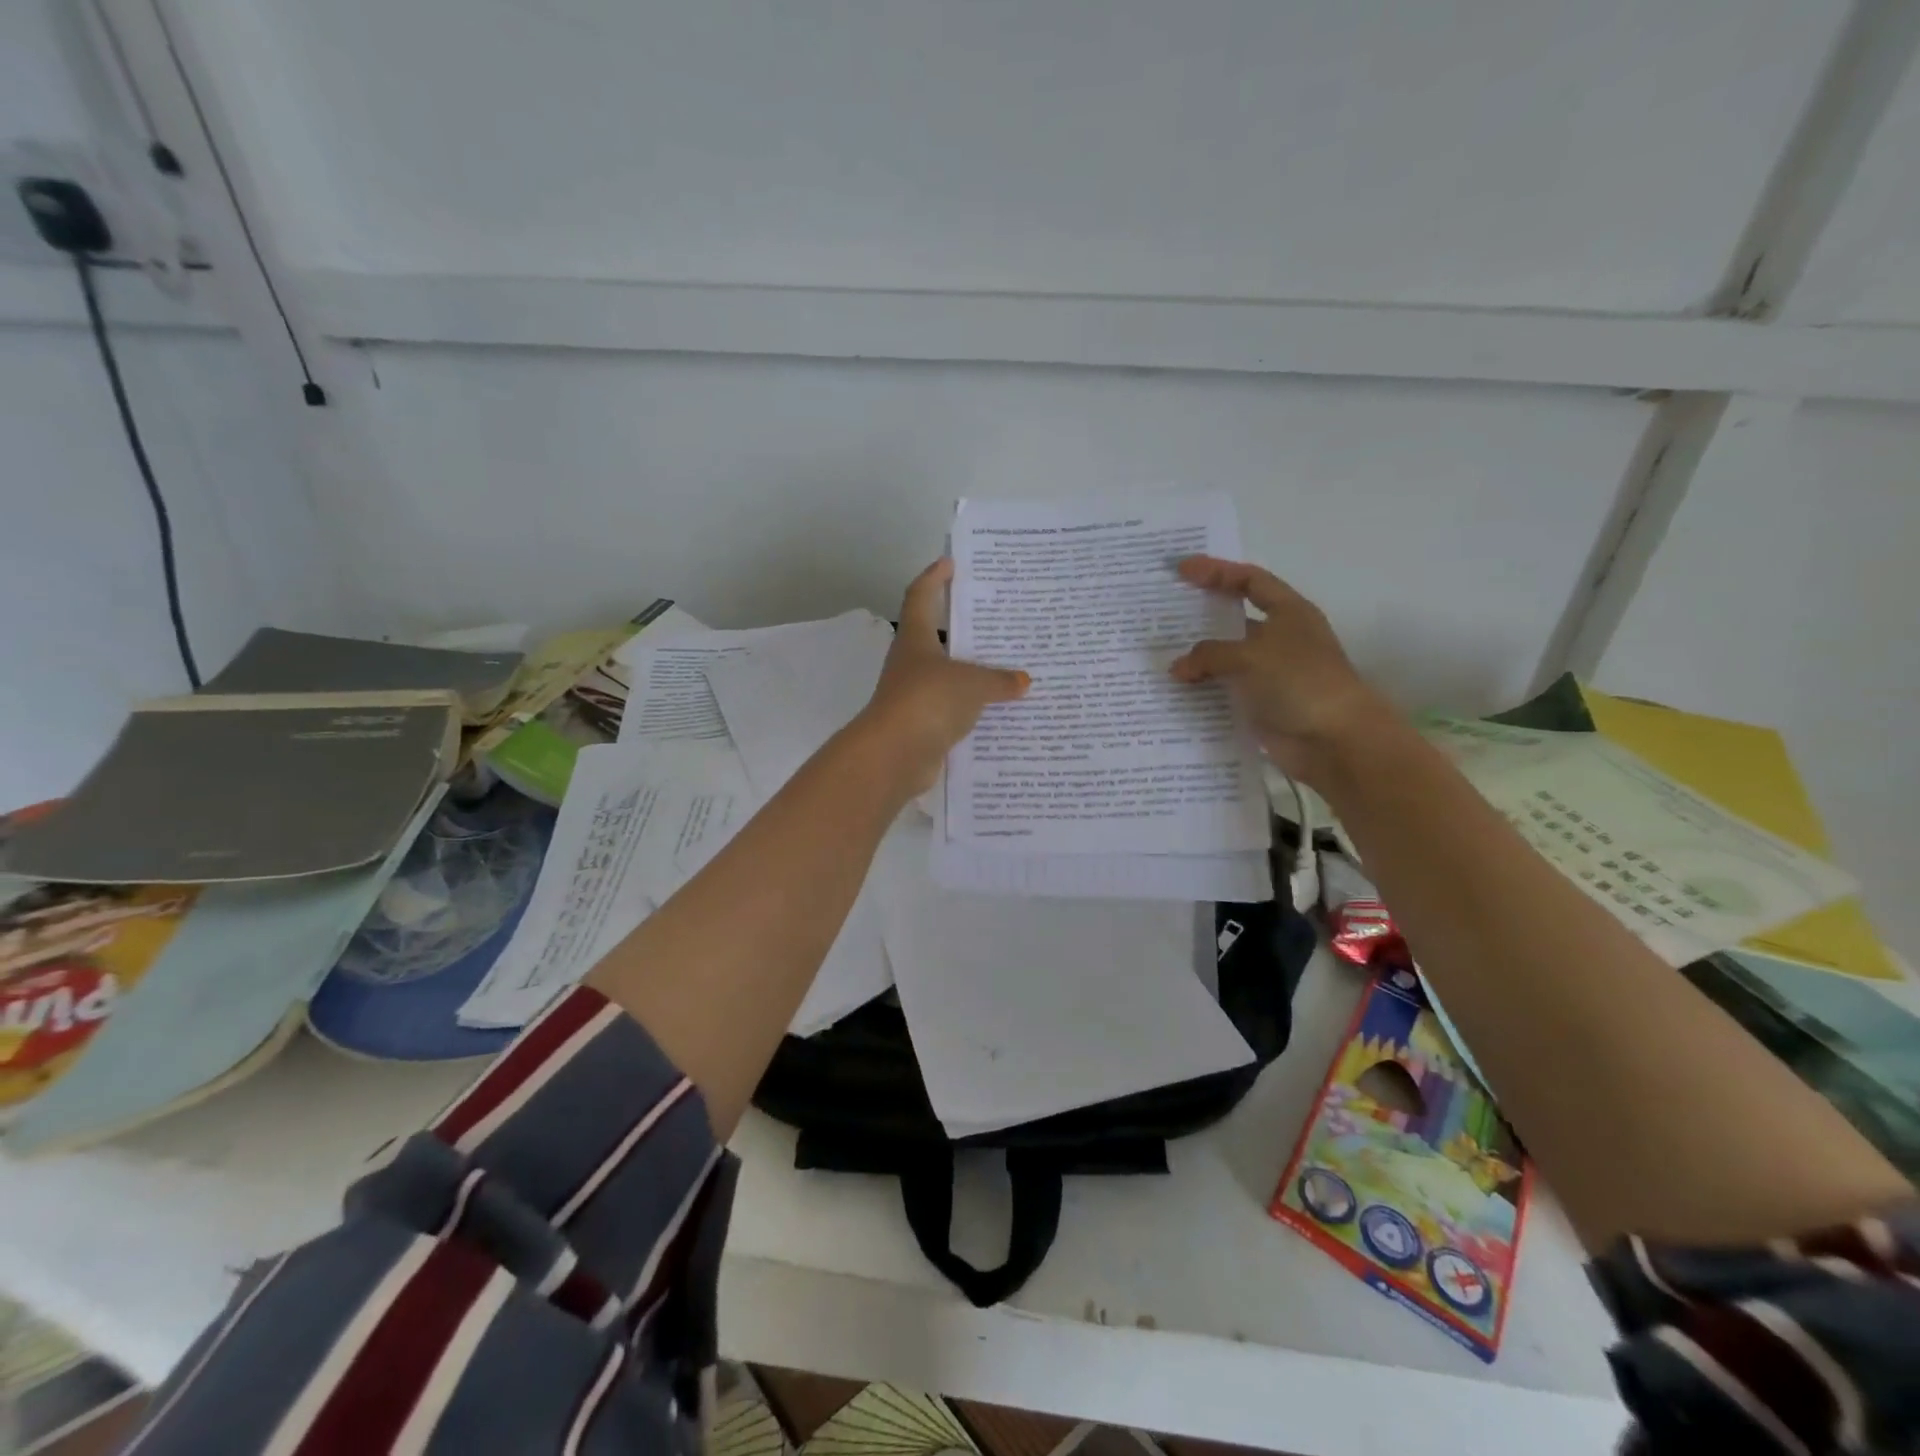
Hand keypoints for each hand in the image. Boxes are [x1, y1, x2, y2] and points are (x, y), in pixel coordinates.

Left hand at [856, 560, 1029, 794]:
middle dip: (962, 628)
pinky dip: (973, 709)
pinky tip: (999, 711)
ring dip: (971, 673)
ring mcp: (915, 696)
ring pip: (947, 676)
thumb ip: (999, 680)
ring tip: (1007, 667)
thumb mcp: (972, 684)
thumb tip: (1022, 681)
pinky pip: (953, 710)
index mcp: (916, 639)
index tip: (951, 563)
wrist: (895, 755)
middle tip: (995, 619)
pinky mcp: (922, 726)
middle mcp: (911, 663)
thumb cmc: (929, 701)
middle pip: (936, 637)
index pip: (922, 596)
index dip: (934, 578)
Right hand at [1168, 556, 1390, 783]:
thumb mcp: (1251, 656)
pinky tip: (1174, 690)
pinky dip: (1201, 689)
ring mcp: (1269, 673)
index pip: (1250, 580)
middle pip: (1234, 619)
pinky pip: (1223, 690)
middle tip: (1162, 612)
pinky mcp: (1260, 704)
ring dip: (1196, 658)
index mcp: (1289, 613)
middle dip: (1200, 616)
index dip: (1217, 571)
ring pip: (1224, 658)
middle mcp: (1279, 638)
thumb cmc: (1300, 682)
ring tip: (1158, 654)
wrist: (1334, 740)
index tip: (1181, 569)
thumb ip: (1209, 654)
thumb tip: (1178, 667)